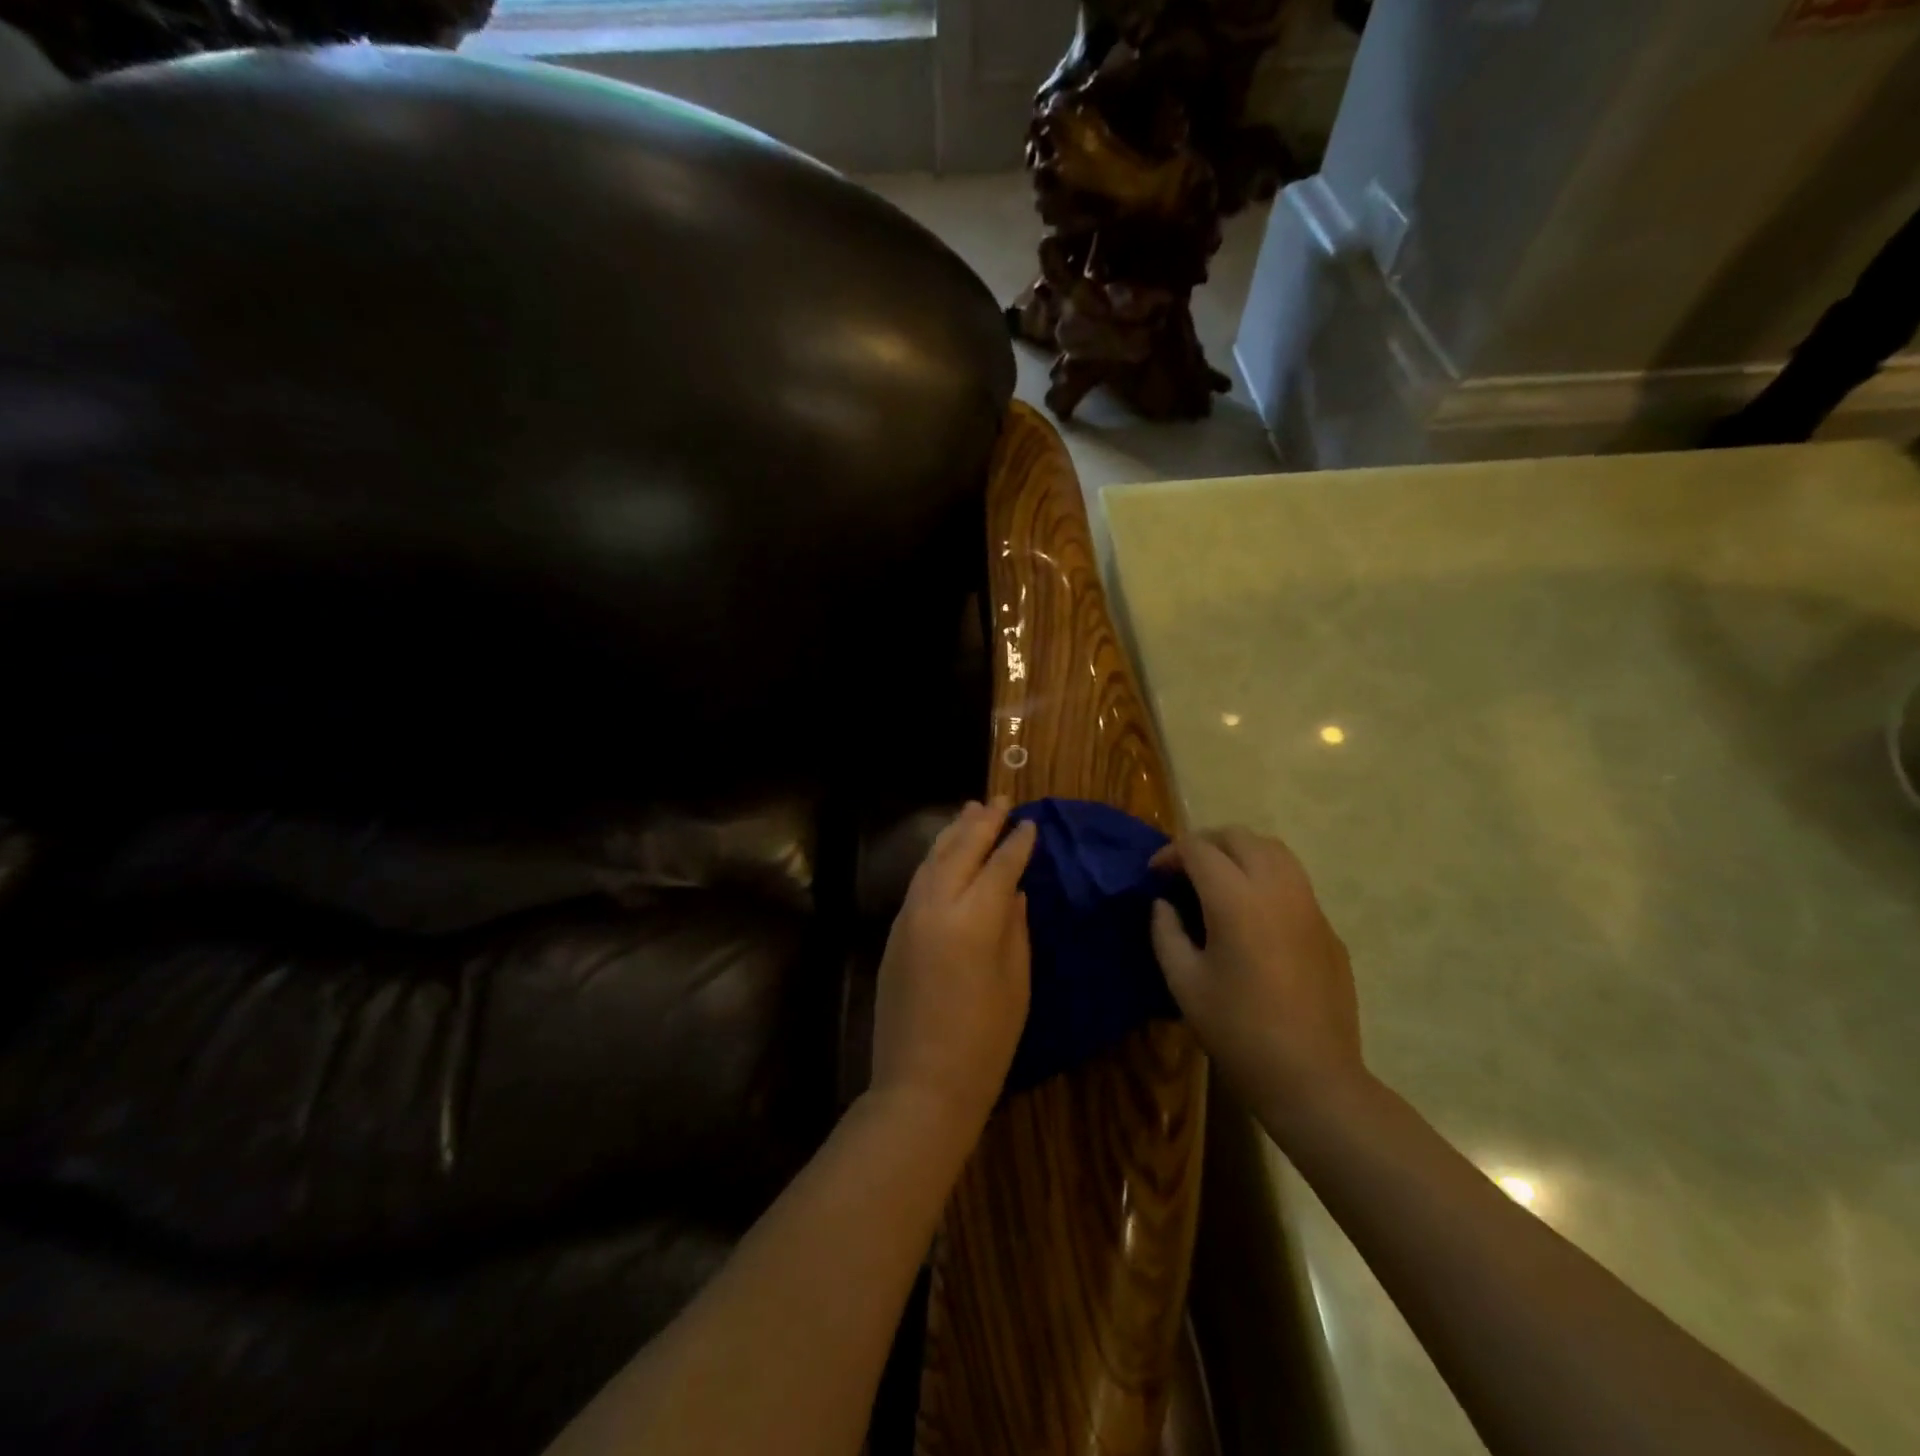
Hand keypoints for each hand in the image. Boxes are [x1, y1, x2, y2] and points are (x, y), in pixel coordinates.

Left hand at [870, 798, 1036, 1129]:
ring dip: (954, 832)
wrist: (921, 1084)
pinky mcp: (895, 931)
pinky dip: (936, 857)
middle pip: (961, 850)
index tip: (1030, 823)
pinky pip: (919, 880)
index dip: (1017, 844)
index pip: (1000, 866)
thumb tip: (1016, 890)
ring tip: (971, 810)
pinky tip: (946, 851)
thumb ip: (1015, 927)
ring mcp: (909, 916)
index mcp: (973, 919)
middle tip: (1000, 800)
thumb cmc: (984, 1041)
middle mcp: (936, 906)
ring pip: (933, 859)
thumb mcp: (1015, 982)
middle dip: (982, 823)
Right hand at [1149, 827, 1363, 1112]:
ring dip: (1240, 852)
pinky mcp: (1328, 927)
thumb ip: (1166, 932)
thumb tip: (1165, 904)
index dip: (1170, 853)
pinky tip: (1253, 914)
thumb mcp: (1183, 982)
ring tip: (1218, 879)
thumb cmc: (1237, 1030)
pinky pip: (1294, 882)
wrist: (1311, 1076)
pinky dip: (1266, 878)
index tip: (1154, 874)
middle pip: (1239, 837)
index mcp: (1236, 900)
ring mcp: (1310, 906)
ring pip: (1274, 850)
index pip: (1199, 849)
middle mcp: (1277, 889)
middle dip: (1206, 843)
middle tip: (1183, 869)